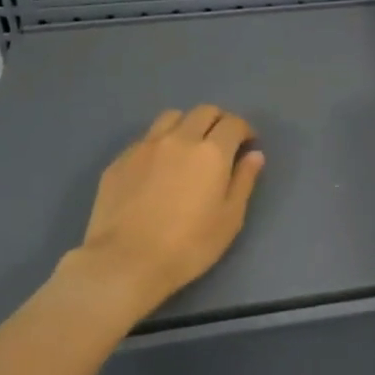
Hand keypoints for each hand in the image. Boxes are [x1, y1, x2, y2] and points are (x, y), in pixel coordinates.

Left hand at [57, 106, 264, 317]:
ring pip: (171, 117)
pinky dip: (159, 143)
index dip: (245, 129)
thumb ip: (244, 181)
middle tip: (222, 142)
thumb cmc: (188, 246)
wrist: (124, 263)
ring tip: (188, 147)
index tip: (247, 144)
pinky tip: (158, 167)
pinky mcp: (120, 160)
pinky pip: (146, 138)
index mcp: (211, 152)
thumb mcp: (229, 219)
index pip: (233, 123)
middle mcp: (179, 139)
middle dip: (218, 121)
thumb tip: (254, 155)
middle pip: (203, 111)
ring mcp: (145, 146)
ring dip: (186, 124)